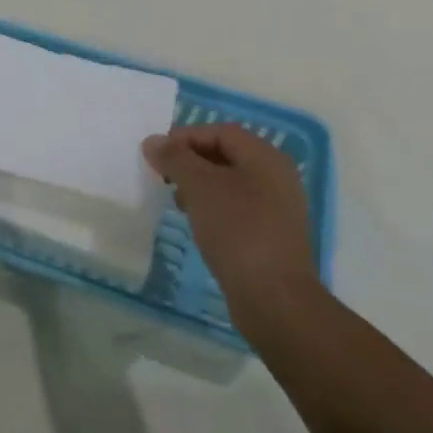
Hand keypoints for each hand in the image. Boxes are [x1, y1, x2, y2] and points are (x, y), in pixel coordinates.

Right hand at [142, 124, 319, 333]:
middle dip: (191, 162)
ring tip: (178, 202)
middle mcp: (277, 177)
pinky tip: (197, 223)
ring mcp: (278, 208)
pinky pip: (238, 208)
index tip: (157, 155)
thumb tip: (153, 141)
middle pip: (226, 155)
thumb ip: (174, 158)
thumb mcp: (199, 187)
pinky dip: (214, 208)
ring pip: (230, 183)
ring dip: (200, 185)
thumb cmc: (237, 231)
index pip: (220, 132)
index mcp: (266, 158)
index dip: (185, 137)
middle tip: (164, 177)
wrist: (274, 299)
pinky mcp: (273, 236)